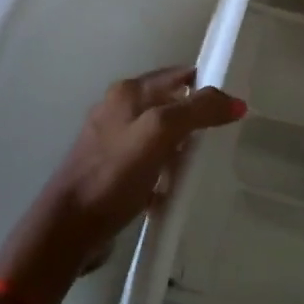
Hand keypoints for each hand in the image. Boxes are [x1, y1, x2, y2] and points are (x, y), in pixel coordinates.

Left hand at [0, 66, 244, 300]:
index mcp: (127, 92)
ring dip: (180, 149)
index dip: (205, 86)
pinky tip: (174, 191)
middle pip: (169, 105)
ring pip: (159, 136)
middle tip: (220, 138)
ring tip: (201, 167)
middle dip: (194, 120)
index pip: (177, 76)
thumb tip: (236, 101)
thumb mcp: (160, 132)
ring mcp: (112, 142)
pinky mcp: (110, 173)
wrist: (68, 228)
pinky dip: (164, 172)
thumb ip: (198, 111)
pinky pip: (148, 164)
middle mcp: (117, 110)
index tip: (231, 106)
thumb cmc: (114, 174)